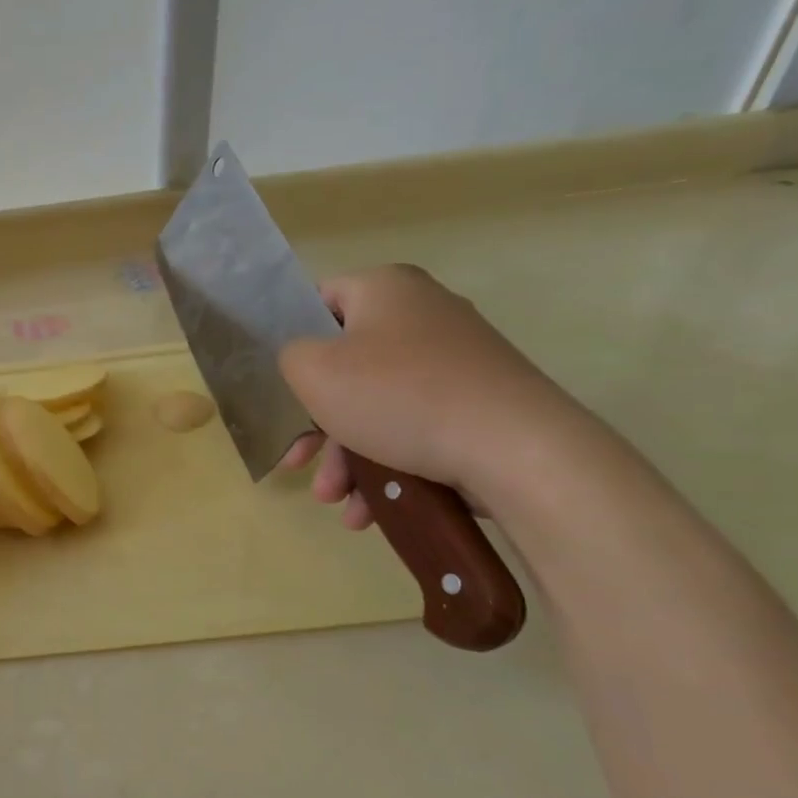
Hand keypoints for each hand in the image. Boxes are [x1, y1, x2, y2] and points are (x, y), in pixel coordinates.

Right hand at [275, 265, 585, 528]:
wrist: (517, 450)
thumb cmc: (398, 397)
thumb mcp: (312, 371)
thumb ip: (288, 356)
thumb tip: (305, 360)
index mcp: (386, 288)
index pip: (319, 301)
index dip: (292, 340)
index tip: (281, 385)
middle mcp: (424, 313)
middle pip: (345, 366)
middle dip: (316, 425)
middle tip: (299, 463)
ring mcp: (456, 360)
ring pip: (376, 405)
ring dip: (346, 457)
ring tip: (336, 501)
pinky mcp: (478, 402)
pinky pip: (413, 426)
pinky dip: (387, 464)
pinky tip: (371, 508)